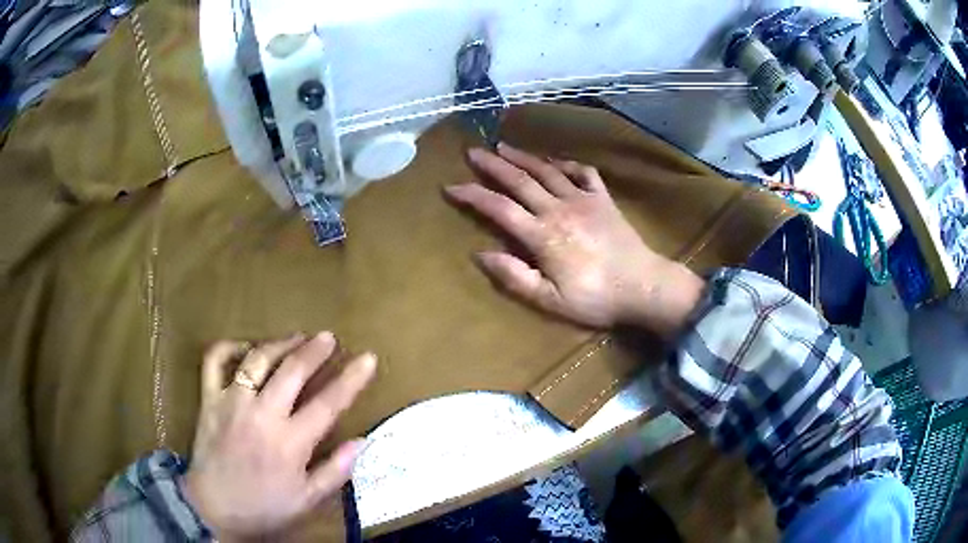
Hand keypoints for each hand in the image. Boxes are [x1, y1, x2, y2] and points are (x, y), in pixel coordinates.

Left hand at [185, 332, 375, 538]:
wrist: (214, 508)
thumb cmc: (264, 506)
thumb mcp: (307, 500)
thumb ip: (336, 471)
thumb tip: (361, 442)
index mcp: (290, 442)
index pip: (328, 403)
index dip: (351, 379)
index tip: (368, 358)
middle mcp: (262, 414)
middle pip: (292, 370)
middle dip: (315, 350)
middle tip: (328, 338)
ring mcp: (232, 402)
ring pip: (257, 359)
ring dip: (280, 343)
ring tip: (297, 337)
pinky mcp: (209, 398)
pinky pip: (215, 361)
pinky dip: (230, 347)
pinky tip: (246, 348)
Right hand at [445, 144, 703, 336]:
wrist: (644, 287)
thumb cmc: (596, 299)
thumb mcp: (551, 300)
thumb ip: (515, 277)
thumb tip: (481, 254)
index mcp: (543, 236)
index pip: (499, 208)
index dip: (473, 195)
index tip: (451, 186)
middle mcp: (559, 209)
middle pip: (519, 181)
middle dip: (492, 165)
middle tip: (472, 152)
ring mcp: (583, 199)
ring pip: (547, 170)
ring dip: (523, 157)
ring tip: (503, 146)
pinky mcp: (603, 199)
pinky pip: (583, 172)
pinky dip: (566, 163)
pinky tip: (555, 161)